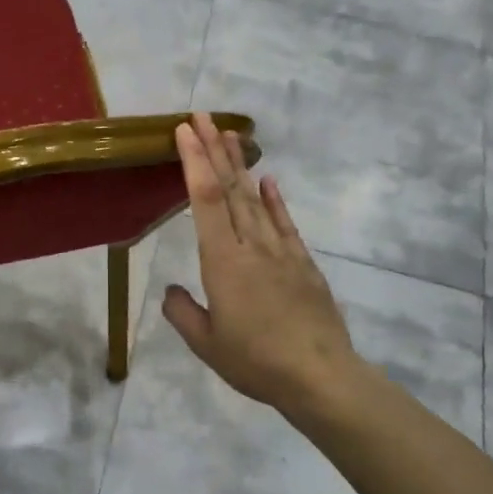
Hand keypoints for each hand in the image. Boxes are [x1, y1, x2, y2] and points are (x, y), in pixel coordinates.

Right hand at [162, 114, 365, 416]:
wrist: (320, 376)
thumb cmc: (256, 362)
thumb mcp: (206, 344)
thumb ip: (183, 313)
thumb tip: (172, 291)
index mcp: (224, 262)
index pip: (205, 200)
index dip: (194, 162)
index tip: (185, 131)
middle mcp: (252, 246)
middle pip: (230, 189)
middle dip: (214, 150)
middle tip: (203, 117)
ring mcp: (281, 252)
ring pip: (256, 200)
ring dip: (241, 166)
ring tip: (230, 135)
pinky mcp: (303, 264)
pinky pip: (285, 224)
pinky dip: (274, 200)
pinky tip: (267, 181)